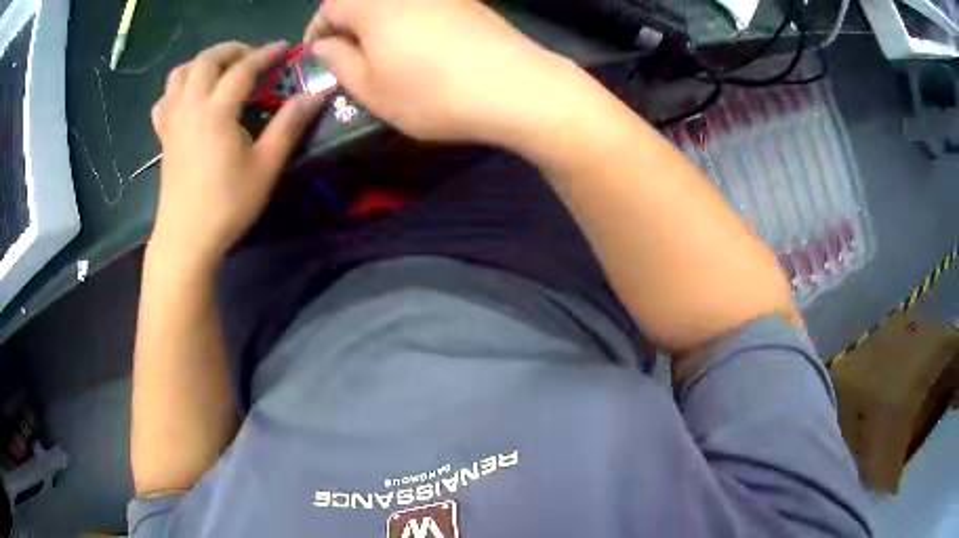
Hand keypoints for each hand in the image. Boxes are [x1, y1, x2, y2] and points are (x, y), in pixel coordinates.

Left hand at [150, 42, 324, 266]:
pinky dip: (178, 89)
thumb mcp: (266, 167)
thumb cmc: (227, 205)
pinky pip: (165, 100)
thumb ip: (289, 126)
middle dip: (232, 50)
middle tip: (251, 58)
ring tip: (219, 73)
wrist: (186, 239)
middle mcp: (190, 107)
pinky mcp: (164, 137)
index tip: (284, 49)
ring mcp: (173, 121)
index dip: (266, 54)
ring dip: (202, 63)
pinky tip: (190, 99)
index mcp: (216, 111)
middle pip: (207, 60)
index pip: (243, 69)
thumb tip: (314, 96)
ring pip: (180, 74)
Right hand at [304, 0, 584, 147]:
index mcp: (373, 4)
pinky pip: (423, 4)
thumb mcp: (372, 90)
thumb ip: (340, 63)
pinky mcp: (468, 1)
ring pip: (393, 2)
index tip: (315, 53)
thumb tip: (325, 45)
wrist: (516, 87)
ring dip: (376, 20)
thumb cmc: (433, 94)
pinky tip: (418, 43)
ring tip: (380, 50)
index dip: (317, 30)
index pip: (330, 7)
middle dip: (346, 23)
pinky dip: (407, 18)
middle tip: (345, 53)